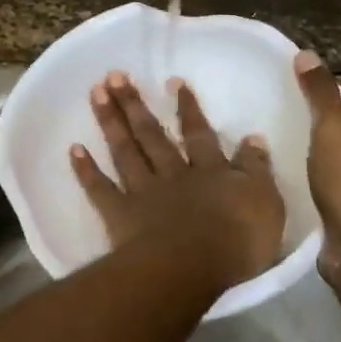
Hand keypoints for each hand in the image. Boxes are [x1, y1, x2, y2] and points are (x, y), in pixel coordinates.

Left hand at [70, 73, 285, 290]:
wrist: (193, 266)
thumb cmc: (237, 239)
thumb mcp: (265, 201)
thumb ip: (256, 169)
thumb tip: (254, 138)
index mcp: (210, 171)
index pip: (199, 134)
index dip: (187, 108)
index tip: (173, 82)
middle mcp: (173, 174)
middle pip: (152, 134)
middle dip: (135, 104)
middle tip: (116, 75)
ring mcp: (144, 193)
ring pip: (125, 151)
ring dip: (111, 122)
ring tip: (96, 92)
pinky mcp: (121, 216)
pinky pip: (100, 189)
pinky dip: (86, 170)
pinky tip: (74, 149)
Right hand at [294, 50, 340, 258]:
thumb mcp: (332, 124)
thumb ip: (318, 90)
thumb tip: (306, 54)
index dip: (325, 93)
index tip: (294, 99)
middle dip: (322, 125)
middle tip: (288, 123)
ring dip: (321, 155)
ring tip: (289, 151)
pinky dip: (323, 180)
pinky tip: (300, 180)